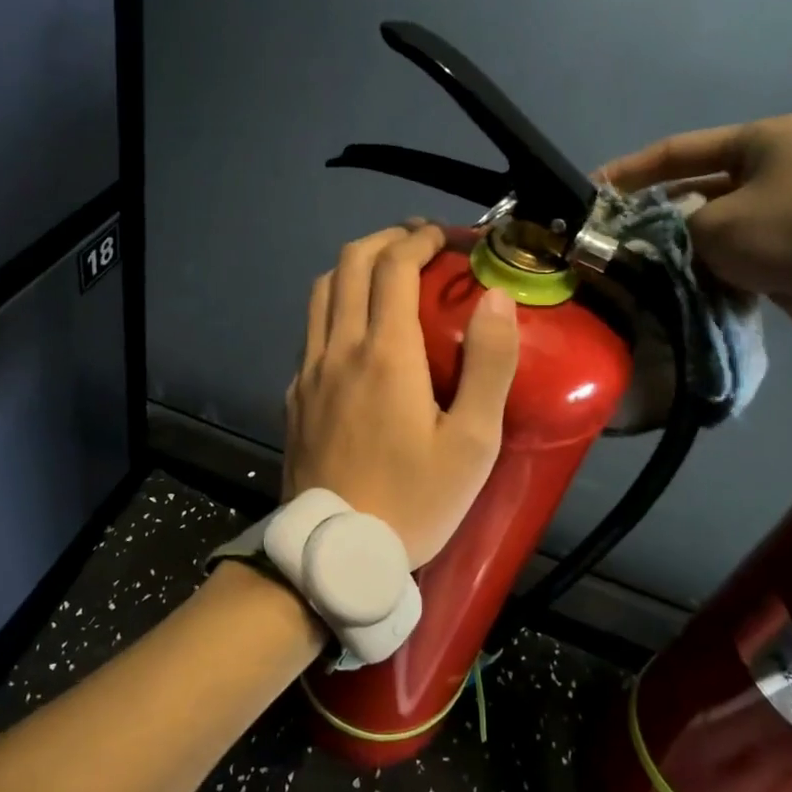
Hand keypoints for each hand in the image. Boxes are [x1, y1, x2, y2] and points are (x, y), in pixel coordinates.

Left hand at [284, 222, 519, 567]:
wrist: (336, 554)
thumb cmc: (414, 501)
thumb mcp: (473, 443)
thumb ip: (489, 365)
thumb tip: (497, 299)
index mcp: (384, 353)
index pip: (393, 266)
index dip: (419, 240)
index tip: (444, 237)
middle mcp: (338, 349)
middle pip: (349, 264)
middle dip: (385, 240)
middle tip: (418, 244)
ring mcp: (308, 371)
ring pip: (322, 292)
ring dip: (355, 267)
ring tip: (387, 275)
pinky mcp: (295, 396)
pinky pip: (311, 331)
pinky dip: (336, 307)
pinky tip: (358, 332)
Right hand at [600, 113, 791, 339]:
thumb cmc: (791, 227)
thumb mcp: (716, 225)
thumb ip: (673, 231)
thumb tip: (654, 243)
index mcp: (760, 140)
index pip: (678, 151)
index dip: (631, 171)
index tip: (594, 190)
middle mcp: (778, 165)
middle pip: (699, 188)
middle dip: (659, 216)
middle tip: (620, 241)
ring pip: (720, 224)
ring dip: (686, 246)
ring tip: (648, 269)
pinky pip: (745, 252)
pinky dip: (718, 266)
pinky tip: (689, 285)